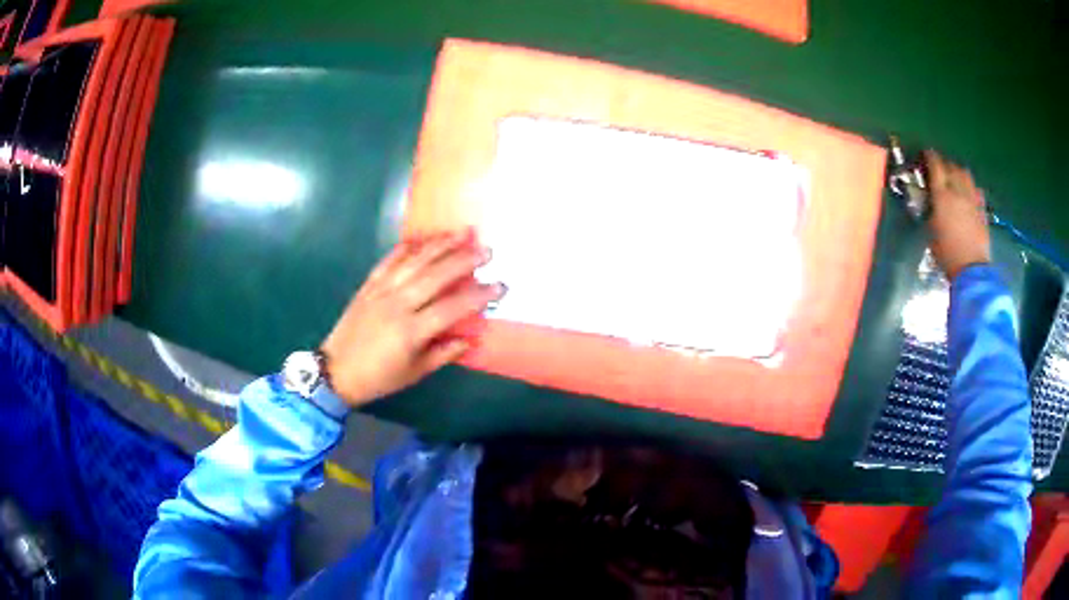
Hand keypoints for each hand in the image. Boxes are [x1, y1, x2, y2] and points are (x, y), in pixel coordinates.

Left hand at [320, 231, 503, 406]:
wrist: (335, 371)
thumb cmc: (379, 378)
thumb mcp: (415, 372)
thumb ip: (444, 353)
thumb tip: (472, 337)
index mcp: (412, 331)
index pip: (452, 308)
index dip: (478, 296)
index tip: (500, 286)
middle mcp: (398, 305)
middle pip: (435, 276)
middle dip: (463, 260)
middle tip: (487, 250)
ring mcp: (381, 292)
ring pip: (414, 262)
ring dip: (439, 246)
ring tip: (461, 233)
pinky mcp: (368, 286)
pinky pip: (388, 261)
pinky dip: (405, 248)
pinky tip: (421, 238)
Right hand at [925, 150, 990, 279]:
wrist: (972, 270)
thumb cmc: (947, 254)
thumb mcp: (931, 232)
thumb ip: (931, 211)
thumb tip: (930, 200)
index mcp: (942, 195)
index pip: (935, 166)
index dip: (930, 157)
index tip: (926, 154)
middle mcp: (957, 191)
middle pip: (951, 166)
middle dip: (944, 164)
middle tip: (939, 167)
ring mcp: (972, 199)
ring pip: (965, 174)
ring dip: (958, 171)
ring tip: (954, 176)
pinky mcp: (981, 209)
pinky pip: (976, 189)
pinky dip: (970, 186)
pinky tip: (968, 192)